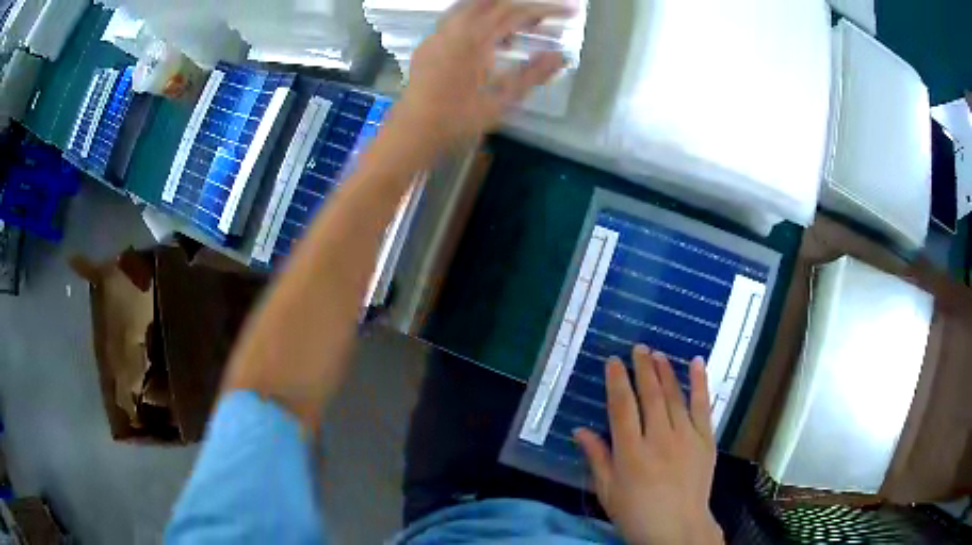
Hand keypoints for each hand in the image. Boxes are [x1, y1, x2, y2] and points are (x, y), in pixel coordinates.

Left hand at [394, 0, 570, 150]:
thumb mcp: (502, 100)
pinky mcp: (429, 41)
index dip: (546, 9)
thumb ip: (532, 75)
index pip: (517, 12)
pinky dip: (479, 18)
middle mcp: (455, 27)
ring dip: (500, 10)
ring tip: (520, 26)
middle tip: (544, 19)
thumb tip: (561, 56)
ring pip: (473, 6)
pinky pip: (457, 17)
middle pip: (495, 3)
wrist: (413, 130)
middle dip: (523, 7)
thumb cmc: (458, 119)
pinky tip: (488, 36)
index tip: (570, 11)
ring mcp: (439, 32)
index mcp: (475, 38)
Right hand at [574, 345, 723, 544]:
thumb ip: (596, 458)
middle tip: (638, 348)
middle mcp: (659, 439)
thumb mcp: (608, 492)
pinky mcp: (706, 440)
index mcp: (631, 453)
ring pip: (674, 396)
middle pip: (650, 395)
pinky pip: (703, 406)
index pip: (622, 407)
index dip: (616, 381)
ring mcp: (686, 438)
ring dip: (665, 372)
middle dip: (642, 368)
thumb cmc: (637, 514)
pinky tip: (696, 363)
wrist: (679, 529)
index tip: (613, 361)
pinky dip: (700, 383)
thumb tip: (579, 430)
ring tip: (657, 353)